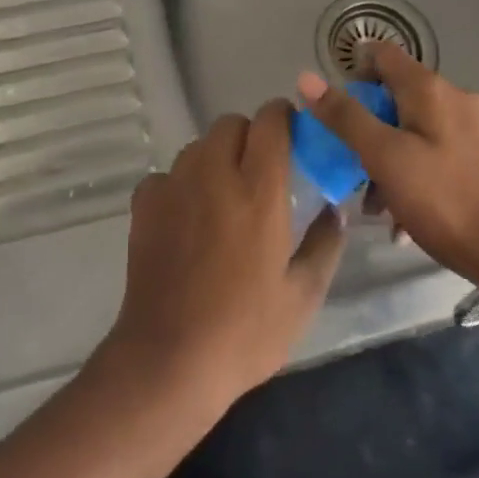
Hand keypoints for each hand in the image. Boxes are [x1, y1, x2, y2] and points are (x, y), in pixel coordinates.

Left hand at [106, 100, 345, 411]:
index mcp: (259, 189)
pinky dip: (180, 185)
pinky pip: (167, 174)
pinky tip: (187, 220)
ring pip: (198, 146)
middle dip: (249, 136)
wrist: (169, 360)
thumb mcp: (302, 296)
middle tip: (259, 173)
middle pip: (231, 124)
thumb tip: (334, 211)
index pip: (271, 121)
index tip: (293, 135)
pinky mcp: (144, 203)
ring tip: (223, 197)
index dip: (283, 117)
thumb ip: (324, 245)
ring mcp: (174, 184)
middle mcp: (214, 173)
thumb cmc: (245, 332)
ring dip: (215, 158)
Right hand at [296, 45, 478, 282]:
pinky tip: (403, 216)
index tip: (334, 108)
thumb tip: (307, 77)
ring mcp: (472, 127)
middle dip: (367, 127)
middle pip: (395, 95)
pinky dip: (412, 172)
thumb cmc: (444, 199)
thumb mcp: (384, 157)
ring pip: (413, 128)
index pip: (382, 54)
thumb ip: (345, 116)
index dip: (353, 71)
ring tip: (375, 205)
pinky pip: (434, 150)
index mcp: (429, 88)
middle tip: (350, 166)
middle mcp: (453, 97)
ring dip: (387, 157)